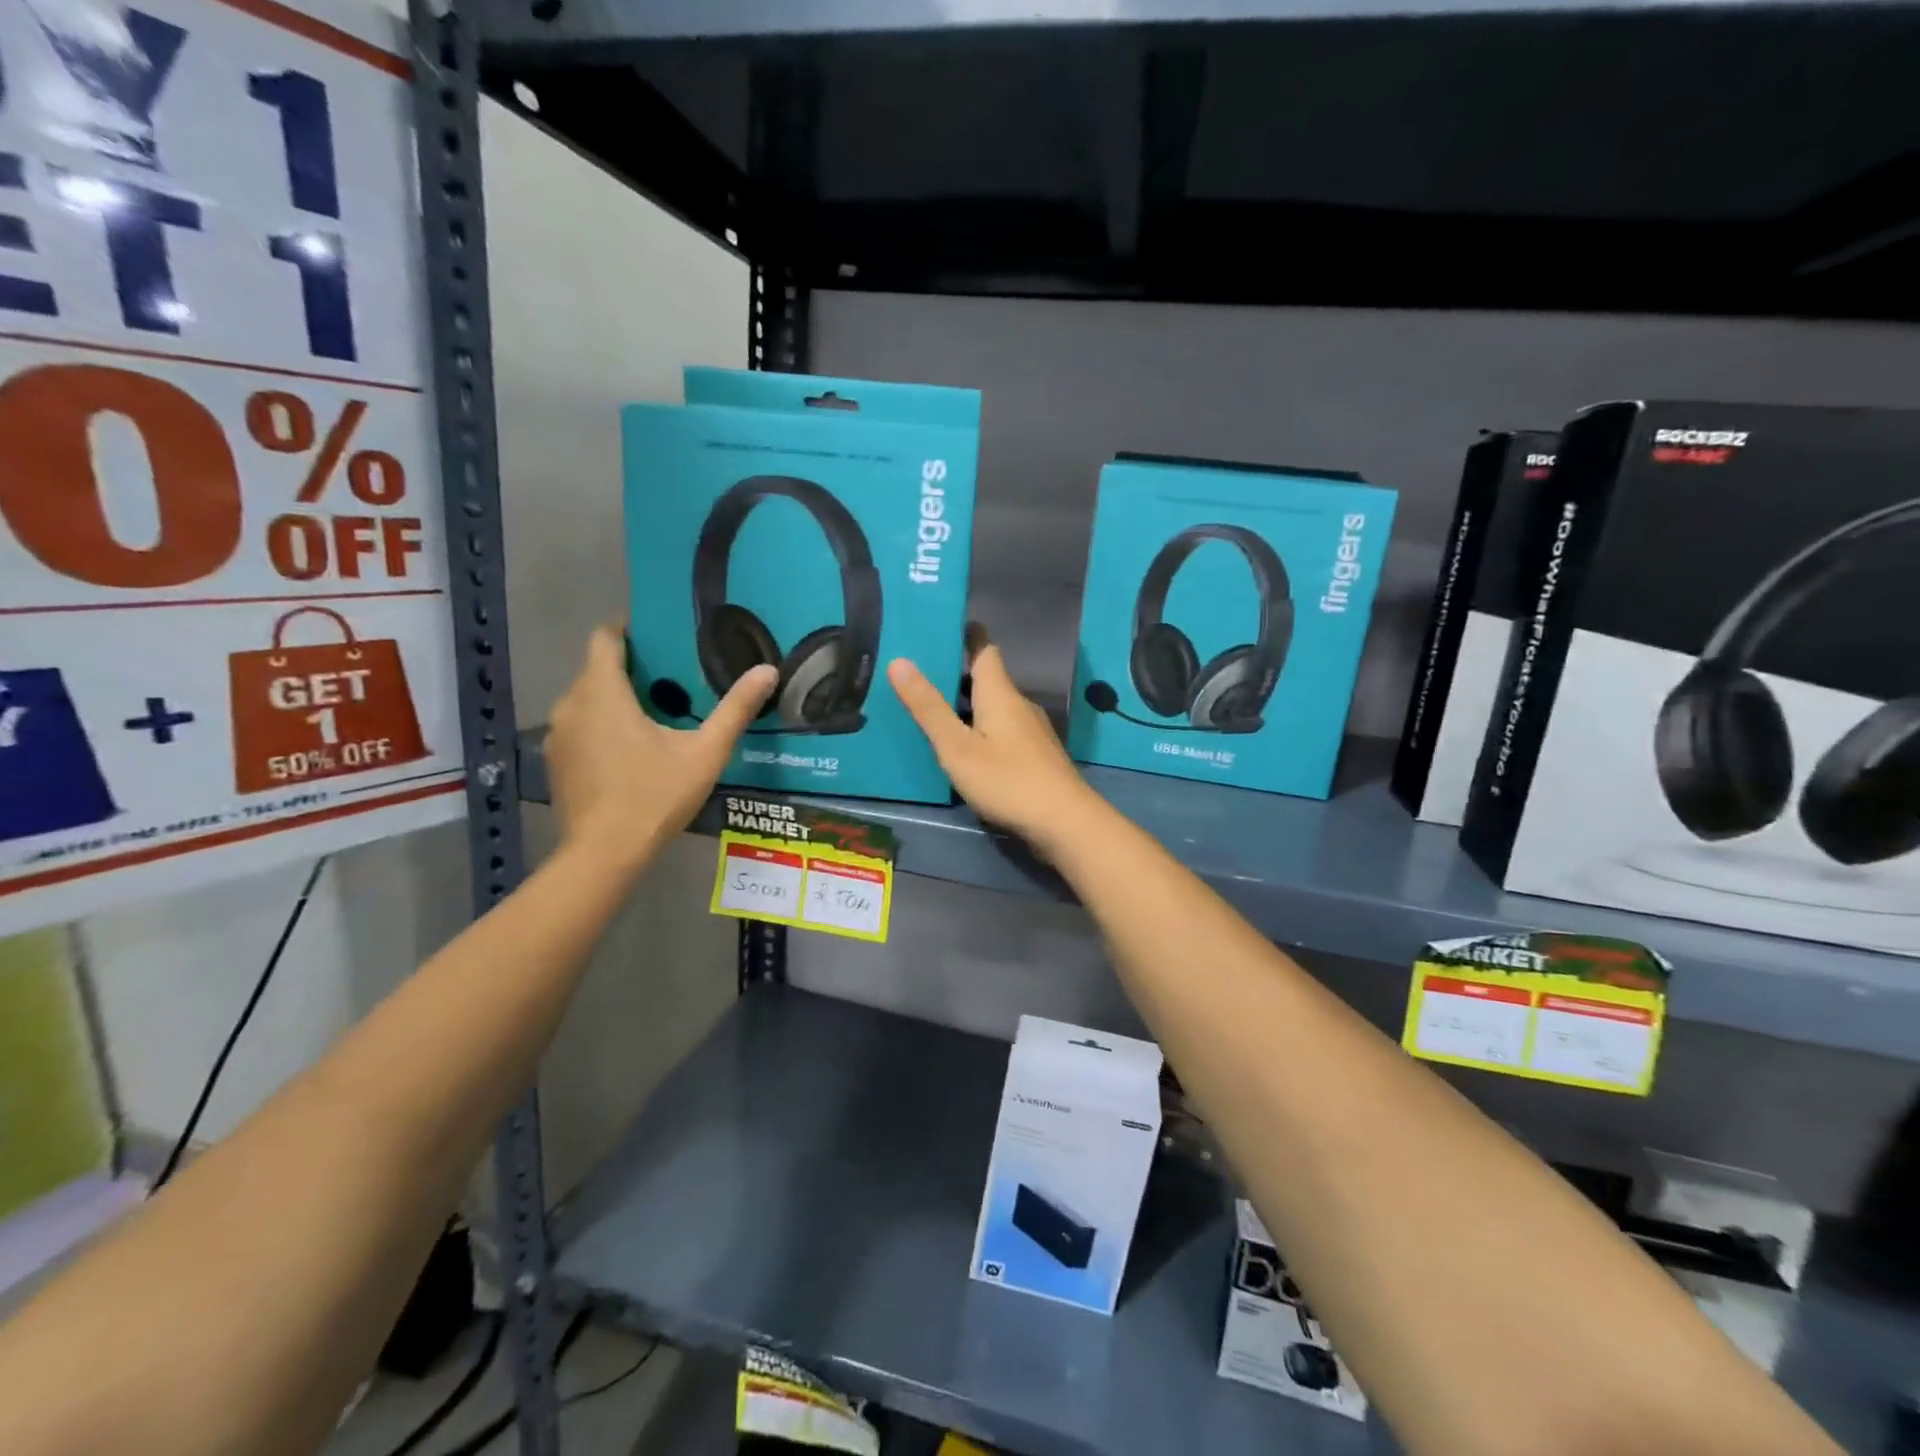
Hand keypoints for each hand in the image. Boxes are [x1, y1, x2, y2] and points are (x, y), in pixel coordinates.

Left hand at [546, 625, 775, 871]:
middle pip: (597, 669)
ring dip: (614, 698)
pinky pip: (580, 726)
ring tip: (654, 711)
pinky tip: (630, 748)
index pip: (604, 639)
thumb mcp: (705, 752)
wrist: (605, 853)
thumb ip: (735, 709)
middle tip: (671, 676)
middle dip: (630, 667)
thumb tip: (768, 670)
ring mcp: (558, 735)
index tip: (657, 632)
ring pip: (587, 699)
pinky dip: (602, 725)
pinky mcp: (556, 761)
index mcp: (603, 693)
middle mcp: (571, 705)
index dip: (627, 628)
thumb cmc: (656, 795)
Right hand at [888, 631, 1095, 848]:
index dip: (966, 635)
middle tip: (920, 673)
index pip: (984, 649)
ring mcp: (1031, 732)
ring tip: (934, 710)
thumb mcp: (957, 746)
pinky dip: (982, 729)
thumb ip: (928, 707)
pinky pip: (1003, 731)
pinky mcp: (1036, 756)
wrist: (1065, 822)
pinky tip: (965, 748)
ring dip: (969, 705)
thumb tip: (900, 660)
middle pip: (988, 679)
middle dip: (958, 674)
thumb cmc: (1007, 780)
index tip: (943, 625)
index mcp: (1000, 693)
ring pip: (995, 707)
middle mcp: (1019, 704)